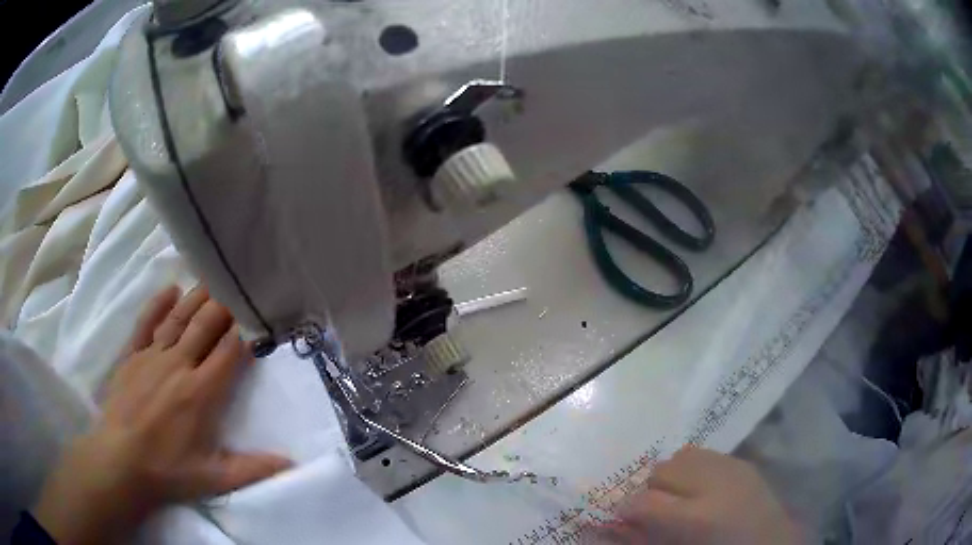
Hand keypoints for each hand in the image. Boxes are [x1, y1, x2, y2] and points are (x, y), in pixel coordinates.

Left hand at [33, 286, 291, 544]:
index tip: (257, 318)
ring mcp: (152, 356)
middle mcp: (178, 365)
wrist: (120, 461)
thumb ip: (253, 469)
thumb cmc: (168, 470)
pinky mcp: (132, 356)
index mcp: (201, 392)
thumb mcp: (214, 478)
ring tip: (212, 280)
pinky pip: (146, 322)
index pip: (228, 351)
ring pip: (178, 318)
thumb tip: (292, 464)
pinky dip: (158, 304)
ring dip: (197, 298)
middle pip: (205, 326)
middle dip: (224, 306)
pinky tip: (171, 289)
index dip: (244, 332)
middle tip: (238, 290)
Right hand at [589, 447, 800, 544]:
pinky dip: (694, 468)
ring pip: (682, 455)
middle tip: (658, 509)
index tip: (626, 517)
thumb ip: (645, 536)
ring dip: (673, 476)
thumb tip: (613, 523)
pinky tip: (701, 486)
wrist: (772, 544)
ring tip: (680, 495)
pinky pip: (704, 454)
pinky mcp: (742, 461)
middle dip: (652, 489)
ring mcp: (732, 467)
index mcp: (697, 517)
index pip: (642, 502)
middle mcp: (714, 483)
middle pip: (662, 469)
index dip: (627, 509)